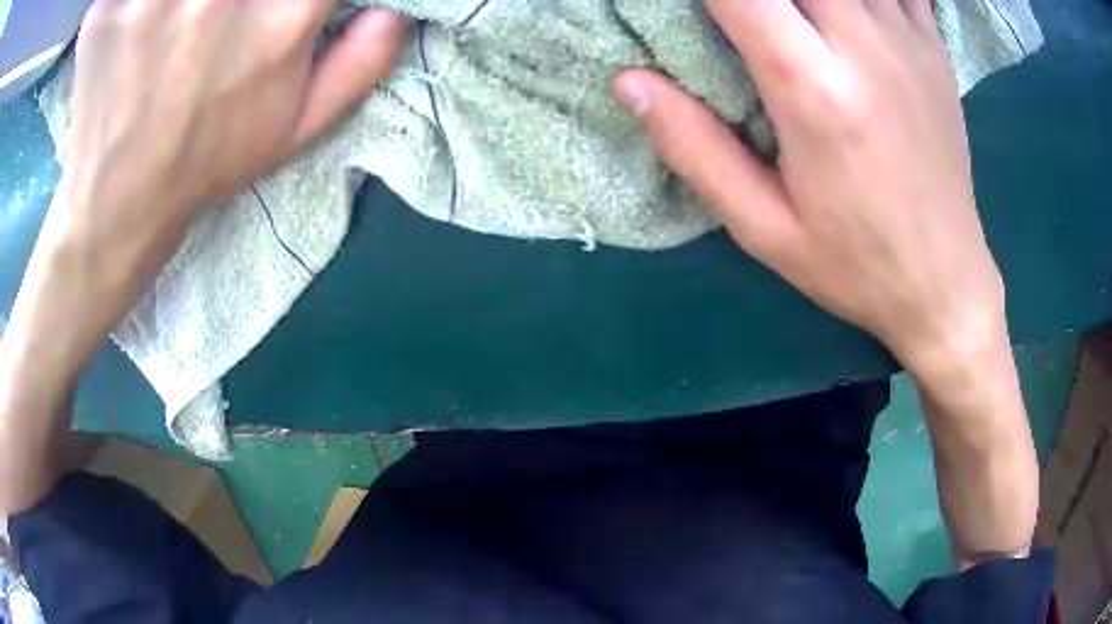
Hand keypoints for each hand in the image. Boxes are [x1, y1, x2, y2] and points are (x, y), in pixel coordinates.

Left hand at [42, 0, 410, 349]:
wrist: (121, 200)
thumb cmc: (209, 159)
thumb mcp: (299, 127)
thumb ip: (361, 64)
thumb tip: (396, 11)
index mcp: (281, 21)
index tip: (280, 5)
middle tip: (218, 14)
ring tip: (183, 15)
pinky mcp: (110, 10)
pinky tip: (141, 14)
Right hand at [615, 0, 1003, 378]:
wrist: (945, 282)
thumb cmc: (856, 263)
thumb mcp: (763, 227)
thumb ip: (693, 148)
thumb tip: (628, 82)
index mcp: (814, 92)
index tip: (694, 13)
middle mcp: (863, 48)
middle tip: (742, 18)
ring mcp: (906, 39)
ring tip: (792, 19)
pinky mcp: (933, 46)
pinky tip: (848, 9)